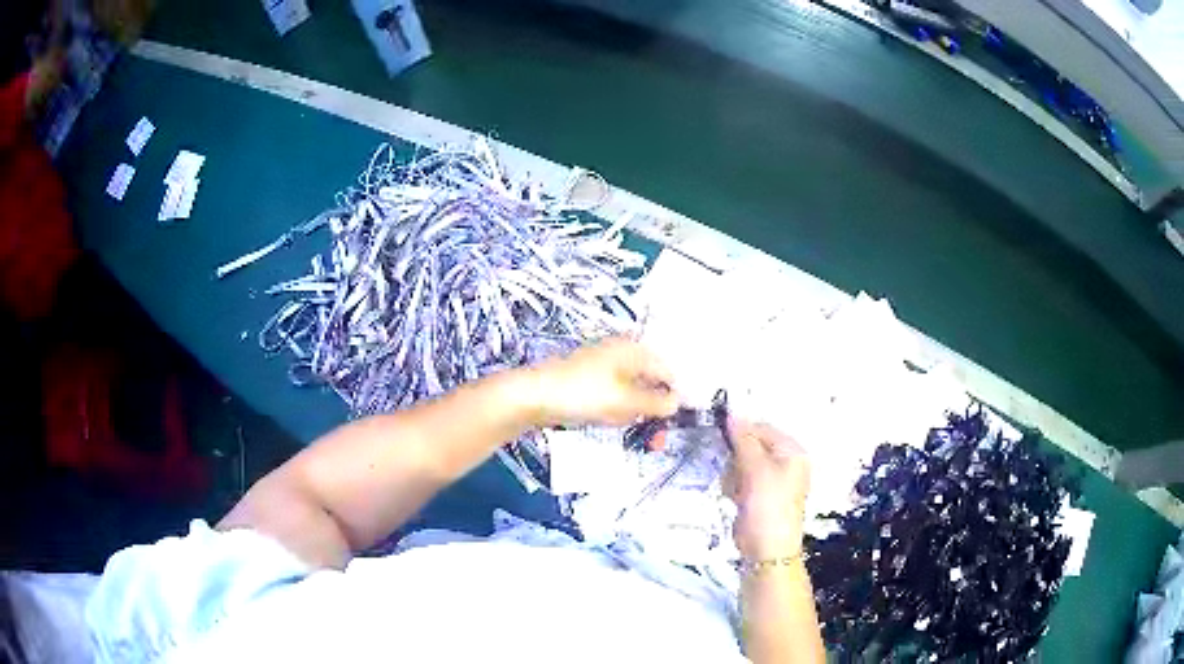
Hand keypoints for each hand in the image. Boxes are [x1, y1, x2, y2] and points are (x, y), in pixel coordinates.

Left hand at [528, 338, 678, 426]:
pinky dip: (617, 411)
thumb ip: (655, 403)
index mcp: (633, 350)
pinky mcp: (589, 383)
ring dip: (636, 414)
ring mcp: (603, 368)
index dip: (675, 396)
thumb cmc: (583, 393)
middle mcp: (621, 354)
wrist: (533, 396)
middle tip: (656, 441)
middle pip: (651, 382)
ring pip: (632, 393)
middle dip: (655, 411)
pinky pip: (614, 398)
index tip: (677, 423)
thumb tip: (677, 403)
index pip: (667, 370)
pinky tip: (609, 421)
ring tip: (629, 430)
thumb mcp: (625, 401)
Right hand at [726, 419, 810, 559]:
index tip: (720, 440)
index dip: (741, 432)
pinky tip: (734, 499)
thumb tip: (732, 414)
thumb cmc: (767, 506)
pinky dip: (735, 487)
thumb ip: (743, 441)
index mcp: (792, 452)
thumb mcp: (756, 470)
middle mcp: (785, 462)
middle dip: (737, 459)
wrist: (767, 550)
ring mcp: (772, 480)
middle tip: (735, 475)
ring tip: (736, 492)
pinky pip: (741, 480)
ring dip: (733, 475)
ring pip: (742, 463)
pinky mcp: (759, 495)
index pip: (762, 429)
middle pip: (751, 446)